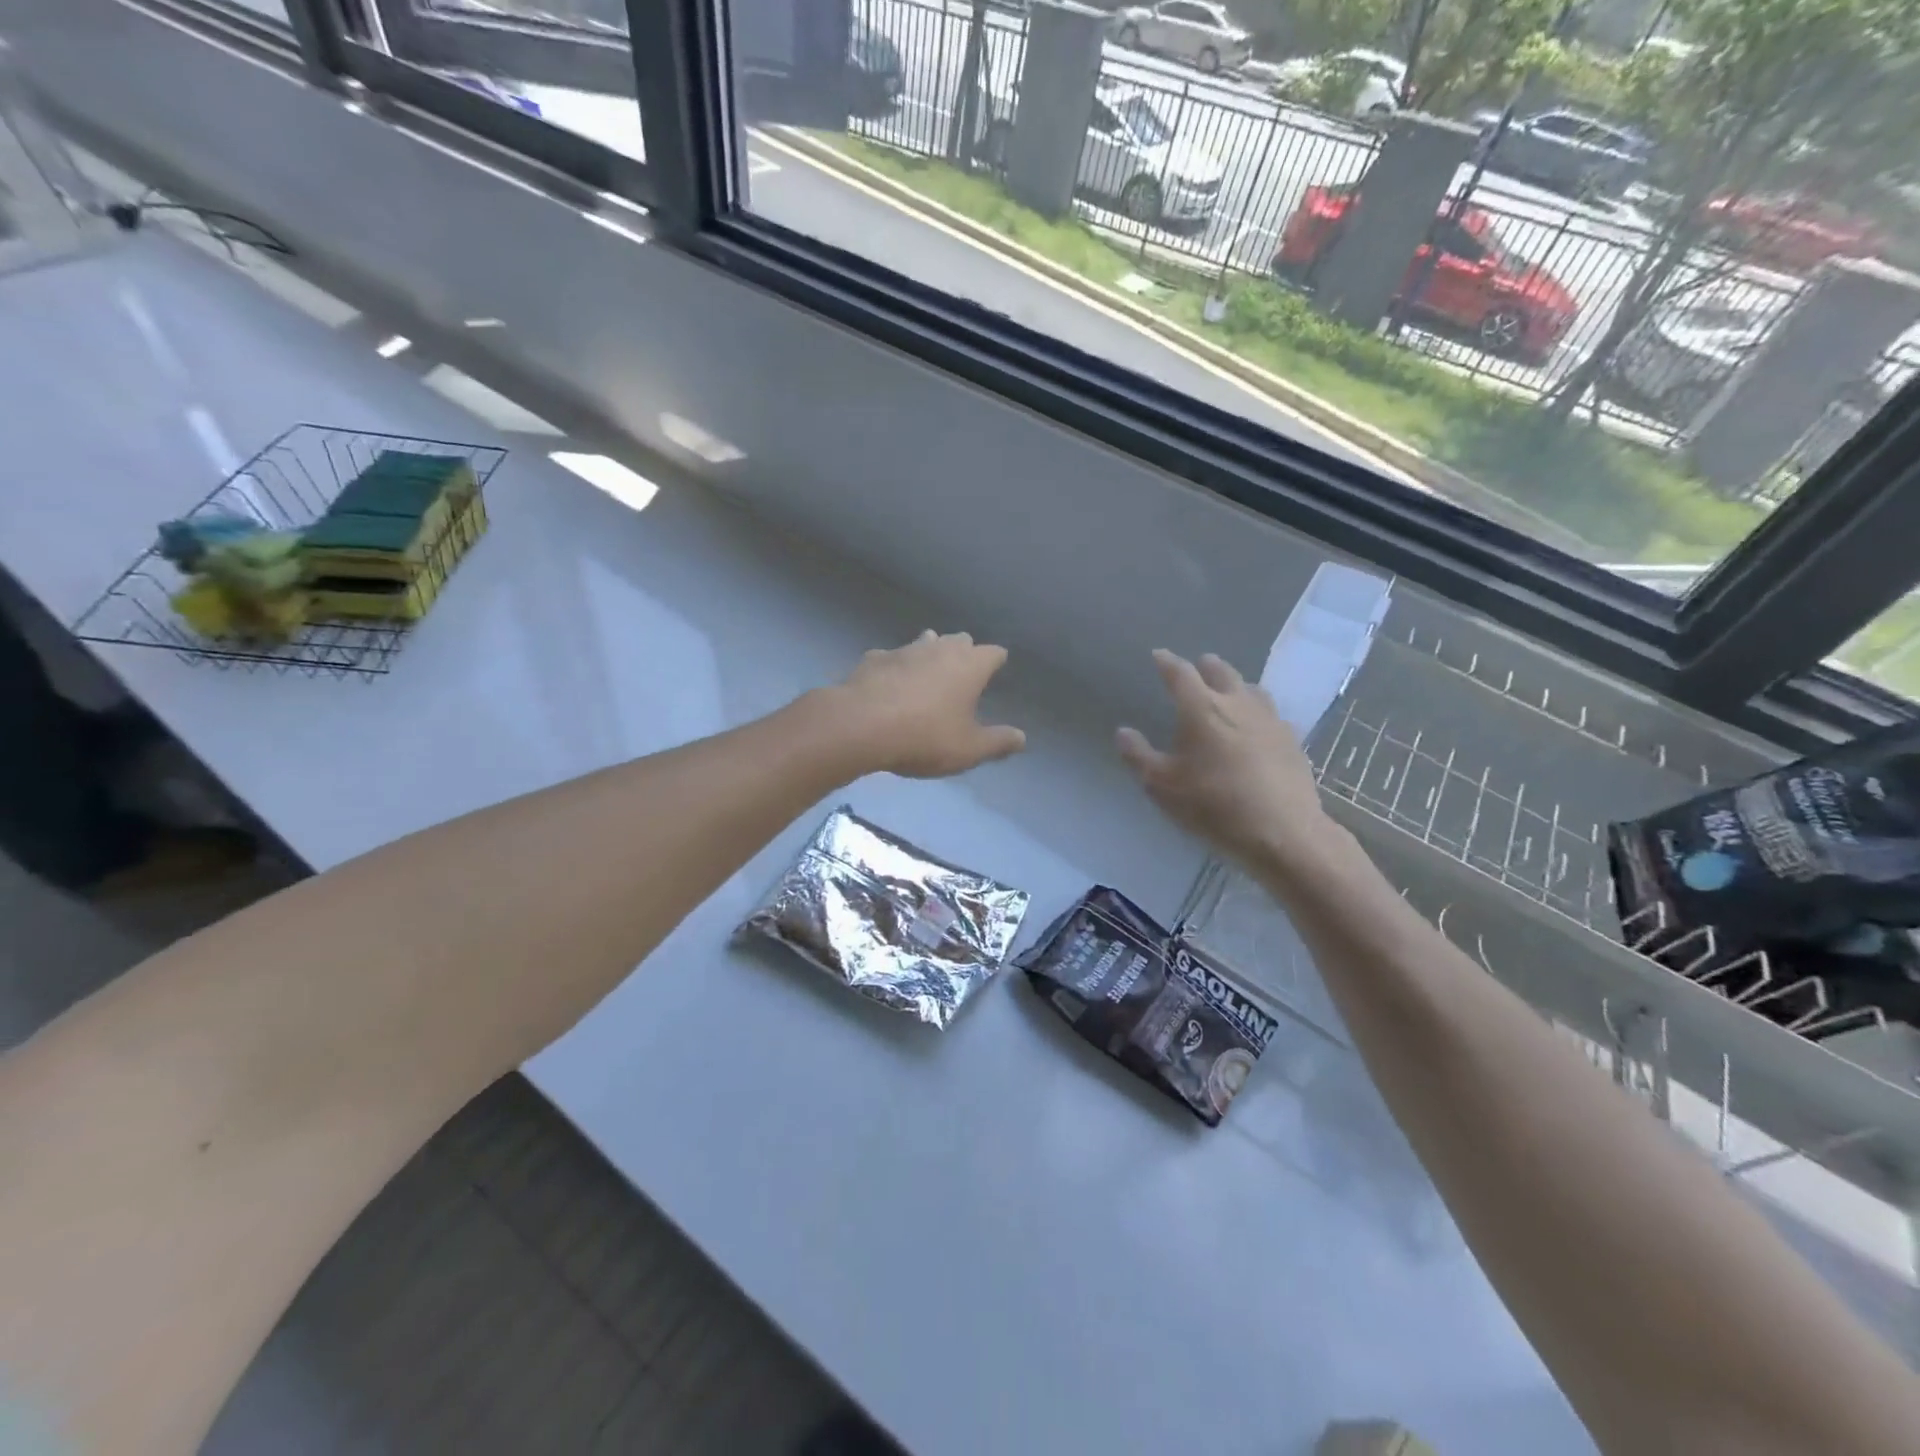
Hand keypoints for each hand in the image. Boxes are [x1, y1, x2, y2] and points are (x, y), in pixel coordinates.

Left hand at [829, 631, 1026, 778]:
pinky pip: (890, 658)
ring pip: (924, 642)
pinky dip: (894, 668)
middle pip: (959, 640)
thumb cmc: (925, 737)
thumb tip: (1022, 738)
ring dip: (929, 653)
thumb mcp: (968, 749)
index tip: (996, 668)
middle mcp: (939, 649)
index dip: (996, 661)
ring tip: (928, 670)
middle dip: (964, 651)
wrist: (861, 727)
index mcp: (969, 666)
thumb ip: (997, 743)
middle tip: (963, 670)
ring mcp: (903, 650)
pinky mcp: (873, 659)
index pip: (993, 653)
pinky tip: (888, 683)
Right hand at [1116, 649, 1332, 869]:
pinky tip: (1257, 725)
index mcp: (1202, 709)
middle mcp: (1238, 704)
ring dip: (1236, 684)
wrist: (1283, 832)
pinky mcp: (1292, 740)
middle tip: (1197, 667)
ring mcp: (1270, 720)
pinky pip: (1271, 713)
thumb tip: (1123, 731)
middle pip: (1221, 672)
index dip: (1167, 662)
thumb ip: (1139, 756)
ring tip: (1229, 690)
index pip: (1181, 674)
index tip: (1158, 656)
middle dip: (1205, 667)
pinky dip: (1257, 710)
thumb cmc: (1214, 806)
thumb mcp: (1162, 786)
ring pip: (1251, 688)